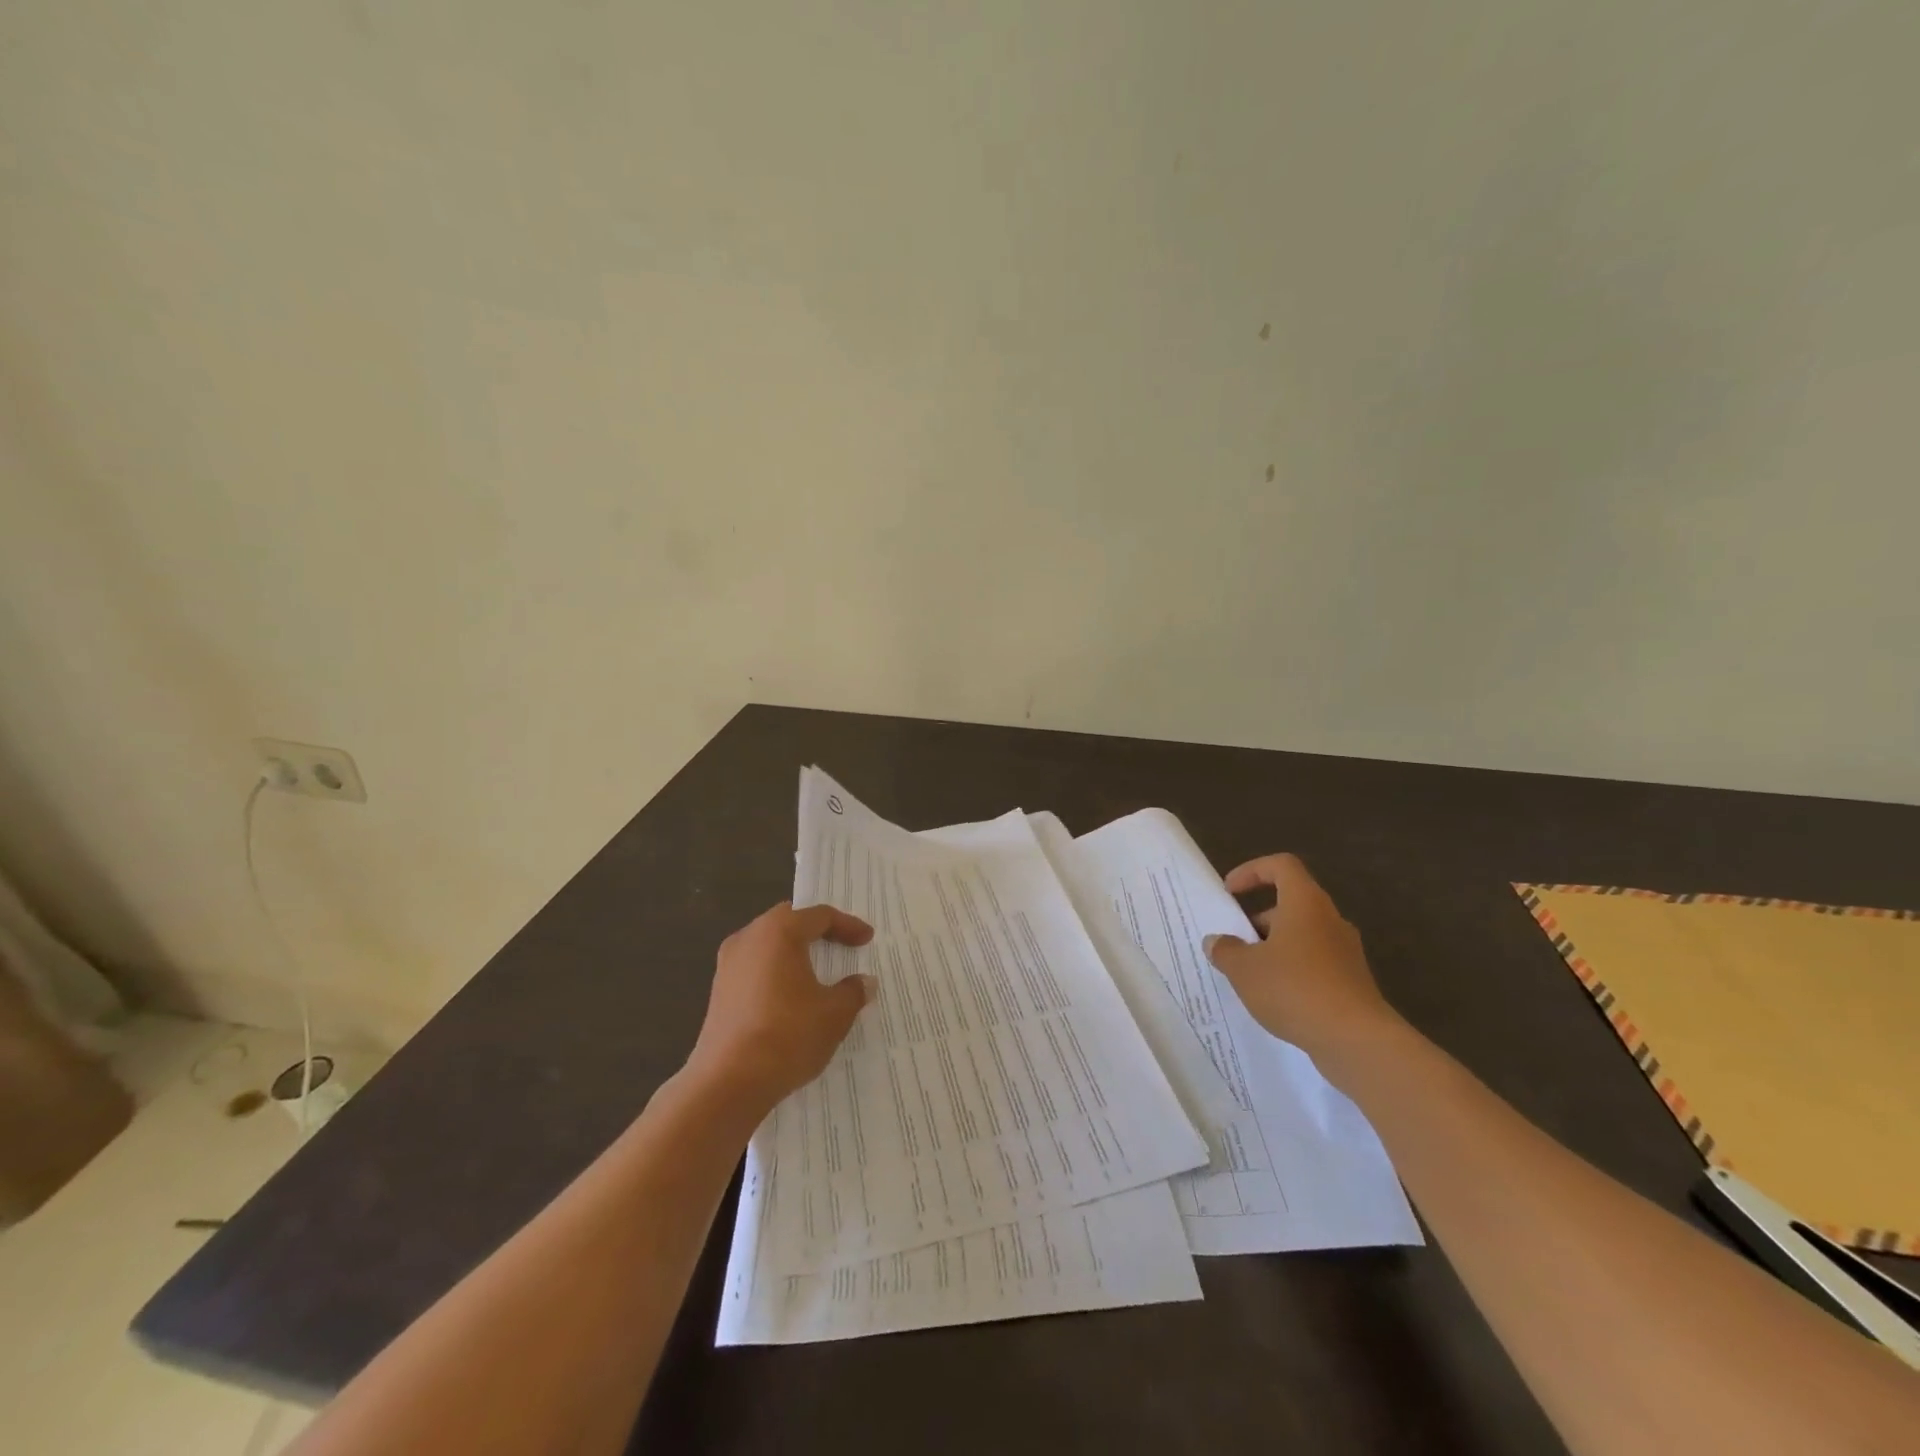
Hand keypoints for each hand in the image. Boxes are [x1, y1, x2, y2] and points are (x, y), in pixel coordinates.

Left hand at [683, 902, 875, 1116]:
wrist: (727, 1083)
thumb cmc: (788, 1035)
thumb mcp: (834, 1014)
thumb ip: (853, 991)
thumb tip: (864, 982)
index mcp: (779, 932)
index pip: (820, 916)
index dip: (848, 925)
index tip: (867, 939)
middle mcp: (749, 938)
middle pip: (789, 922)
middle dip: (817, 931)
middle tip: (841, 943)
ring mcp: (728, 965)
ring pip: (768, 944)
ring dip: (794, 952)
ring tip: (818, 971)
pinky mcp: (718, 992)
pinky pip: (755, 968)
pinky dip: (777, 972)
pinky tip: (791, 997)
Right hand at [1204, 854, 1402, 1065]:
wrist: (1357, 1041)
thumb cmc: (1295, 989)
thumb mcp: (1244, 969)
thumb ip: (1225, 950)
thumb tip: (1217, 941)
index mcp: (1305, 903)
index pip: (1281, 866)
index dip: (1252, 871)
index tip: (1229, 892)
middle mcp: (1329, 920)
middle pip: (1290, 903)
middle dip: (1258, 920)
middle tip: (1234, 942)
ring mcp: (1345, 952)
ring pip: (1302, 936)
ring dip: (1273, 947)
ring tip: (1249, 975)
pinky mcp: (1352, 981)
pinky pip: (1315, 963)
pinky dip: (1292, 971)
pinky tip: (1274, 998)